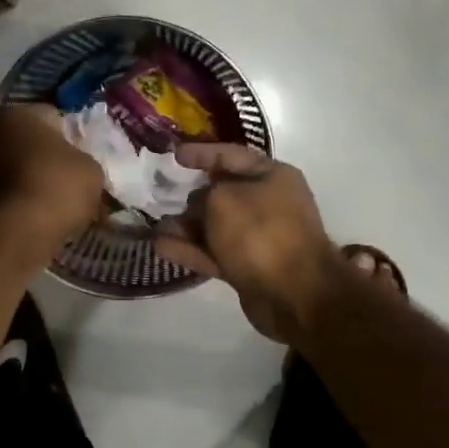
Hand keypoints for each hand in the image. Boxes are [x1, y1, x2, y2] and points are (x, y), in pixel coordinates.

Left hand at [0, 103, 104, 257]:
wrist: (15, 233)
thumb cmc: (57, 187)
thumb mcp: (92, 170)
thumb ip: (85, 161)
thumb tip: (80, 170)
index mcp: (20, 115)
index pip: (53, 116)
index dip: (74, 135)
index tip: (88, 156)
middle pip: (30, 144)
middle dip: (50, 160)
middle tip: (74, 182)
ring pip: (16, 171)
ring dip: (34, 184)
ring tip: (60, 207)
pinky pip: (7, 197)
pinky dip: (21, 205)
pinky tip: (41, 221)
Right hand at [154, 145, 343, 342]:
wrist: (295, 294)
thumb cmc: (261, 232)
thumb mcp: (223, 199)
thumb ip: (202, 195)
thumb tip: (196, 208)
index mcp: (272, 176)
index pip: (230, 155)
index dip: (201, 153)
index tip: (173, 155)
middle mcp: (267, 203)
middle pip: (221, 193)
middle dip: (189, 195)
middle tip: (158, 194)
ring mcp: (258, 237)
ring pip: (214, 226)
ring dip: (185, 226)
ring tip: (153, 226)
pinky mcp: (247, 267)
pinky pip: (213, 252)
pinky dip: (189, 249)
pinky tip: (160, 246)